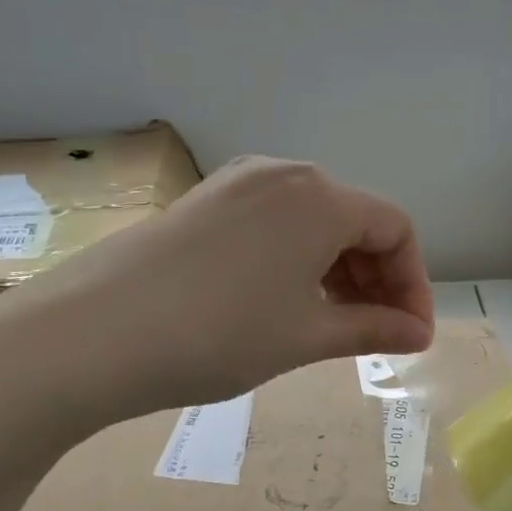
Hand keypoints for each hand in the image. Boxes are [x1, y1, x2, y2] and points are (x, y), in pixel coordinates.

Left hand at [0, 157, 433, 510]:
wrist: (93, 334)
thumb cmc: (220, 334)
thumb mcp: (306, 335)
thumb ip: (372, 329)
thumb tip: (418, 334)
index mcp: (321, 198)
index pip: (396, 229)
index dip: (414, 284)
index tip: (411, 335)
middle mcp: (283, 175)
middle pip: (355, 220)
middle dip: (378, 279)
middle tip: (377, 334)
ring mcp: (237, 184)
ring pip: (312, 223)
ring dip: (338, 271)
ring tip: (334, 326)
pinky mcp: (204, 203)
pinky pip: (273, 225)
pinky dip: (297, 262)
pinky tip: (286, 303)